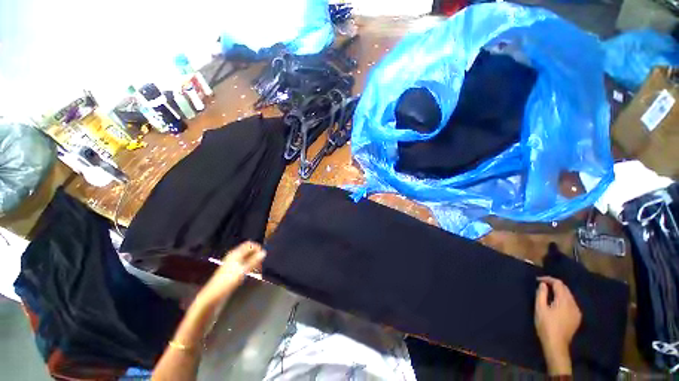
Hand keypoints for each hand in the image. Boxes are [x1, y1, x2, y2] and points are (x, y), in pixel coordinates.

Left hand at [199, 241, 265, 305]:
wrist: (212, 297)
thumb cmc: (227, 282)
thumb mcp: (242, 271)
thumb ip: (254, 261)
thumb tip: (264, 252)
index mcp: (235, 253)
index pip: (249, 244)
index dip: (257, 247)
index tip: (264, 256)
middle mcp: (234, 257)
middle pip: (248, 251)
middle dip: (257, 255)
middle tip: (262, 264)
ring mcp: (232, 264)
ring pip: (247, 259)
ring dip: (254, 262)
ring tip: (259, 270)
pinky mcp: (232, 272)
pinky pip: (244, 265)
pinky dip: (250, 267)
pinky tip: (252, 274)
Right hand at [534, 276, 581, 375]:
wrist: (556, 344)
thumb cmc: (546, 325)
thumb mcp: (540, 308)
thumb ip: (541, 294)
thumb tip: (543, 284)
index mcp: (564, 301)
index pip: (559, 284)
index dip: (548, 279)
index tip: (538, 280)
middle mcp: (573, 304)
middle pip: (565, 289)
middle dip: (554, 285)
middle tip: (542, 285)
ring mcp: (577, 311)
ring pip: (569, 296)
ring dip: (559, 292)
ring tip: (548, 294)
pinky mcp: (577, 317)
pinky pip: (571, 303)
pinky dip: (563, 299)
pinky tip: (557, 304)